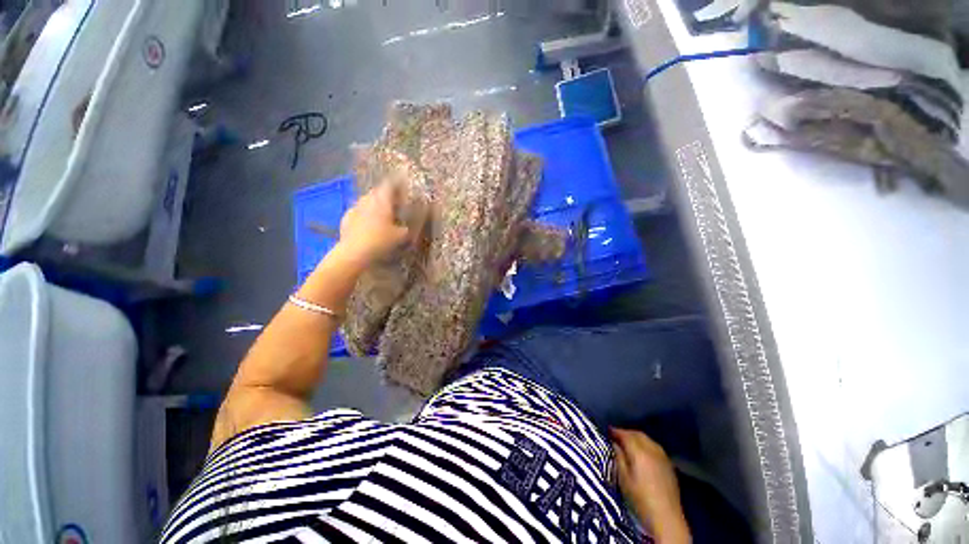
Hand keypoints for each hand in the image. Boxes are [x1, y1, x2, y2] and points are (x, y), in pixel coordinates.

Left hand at [338, 183, 411, 264]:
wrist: (354, 252)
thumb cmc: (381, 241)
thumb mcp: (402, 237)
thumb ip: (407, 228)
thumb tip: (409, 226)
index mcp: (382, 200)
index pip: (390, 185)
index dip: (398, 184)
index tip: (403, 186)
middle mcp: (367, 200)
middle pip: (377, 192)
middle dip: (386, 196)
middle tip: (394, 203)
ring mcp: (355, 208)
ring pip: (366, 201)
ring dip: (374, 205)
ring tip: (382, 215)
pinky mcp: (346, 218)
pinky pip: (358, 212)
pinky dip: (364, 215)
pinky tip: (368, 225)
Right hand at [611, 428, 690, 543]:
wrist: (666, 518)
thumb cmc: (640, 499)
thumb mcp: (623, 479)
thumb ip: (619, 458)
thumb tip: (614, 444)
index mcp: (639, 452)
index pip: (626, 435)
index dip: (616, 431)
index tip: (607, 430)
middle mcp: (652, 450)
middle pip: (638, 434)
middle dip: (626, 433)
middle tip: (616, 436)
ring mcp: (663, 457)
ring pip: (648, 440)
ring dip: (637, 438)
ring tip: (628, 443)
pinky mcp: (669, 465)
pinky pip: (655, 447)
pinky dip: (646, 445)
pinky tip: (642, 453)